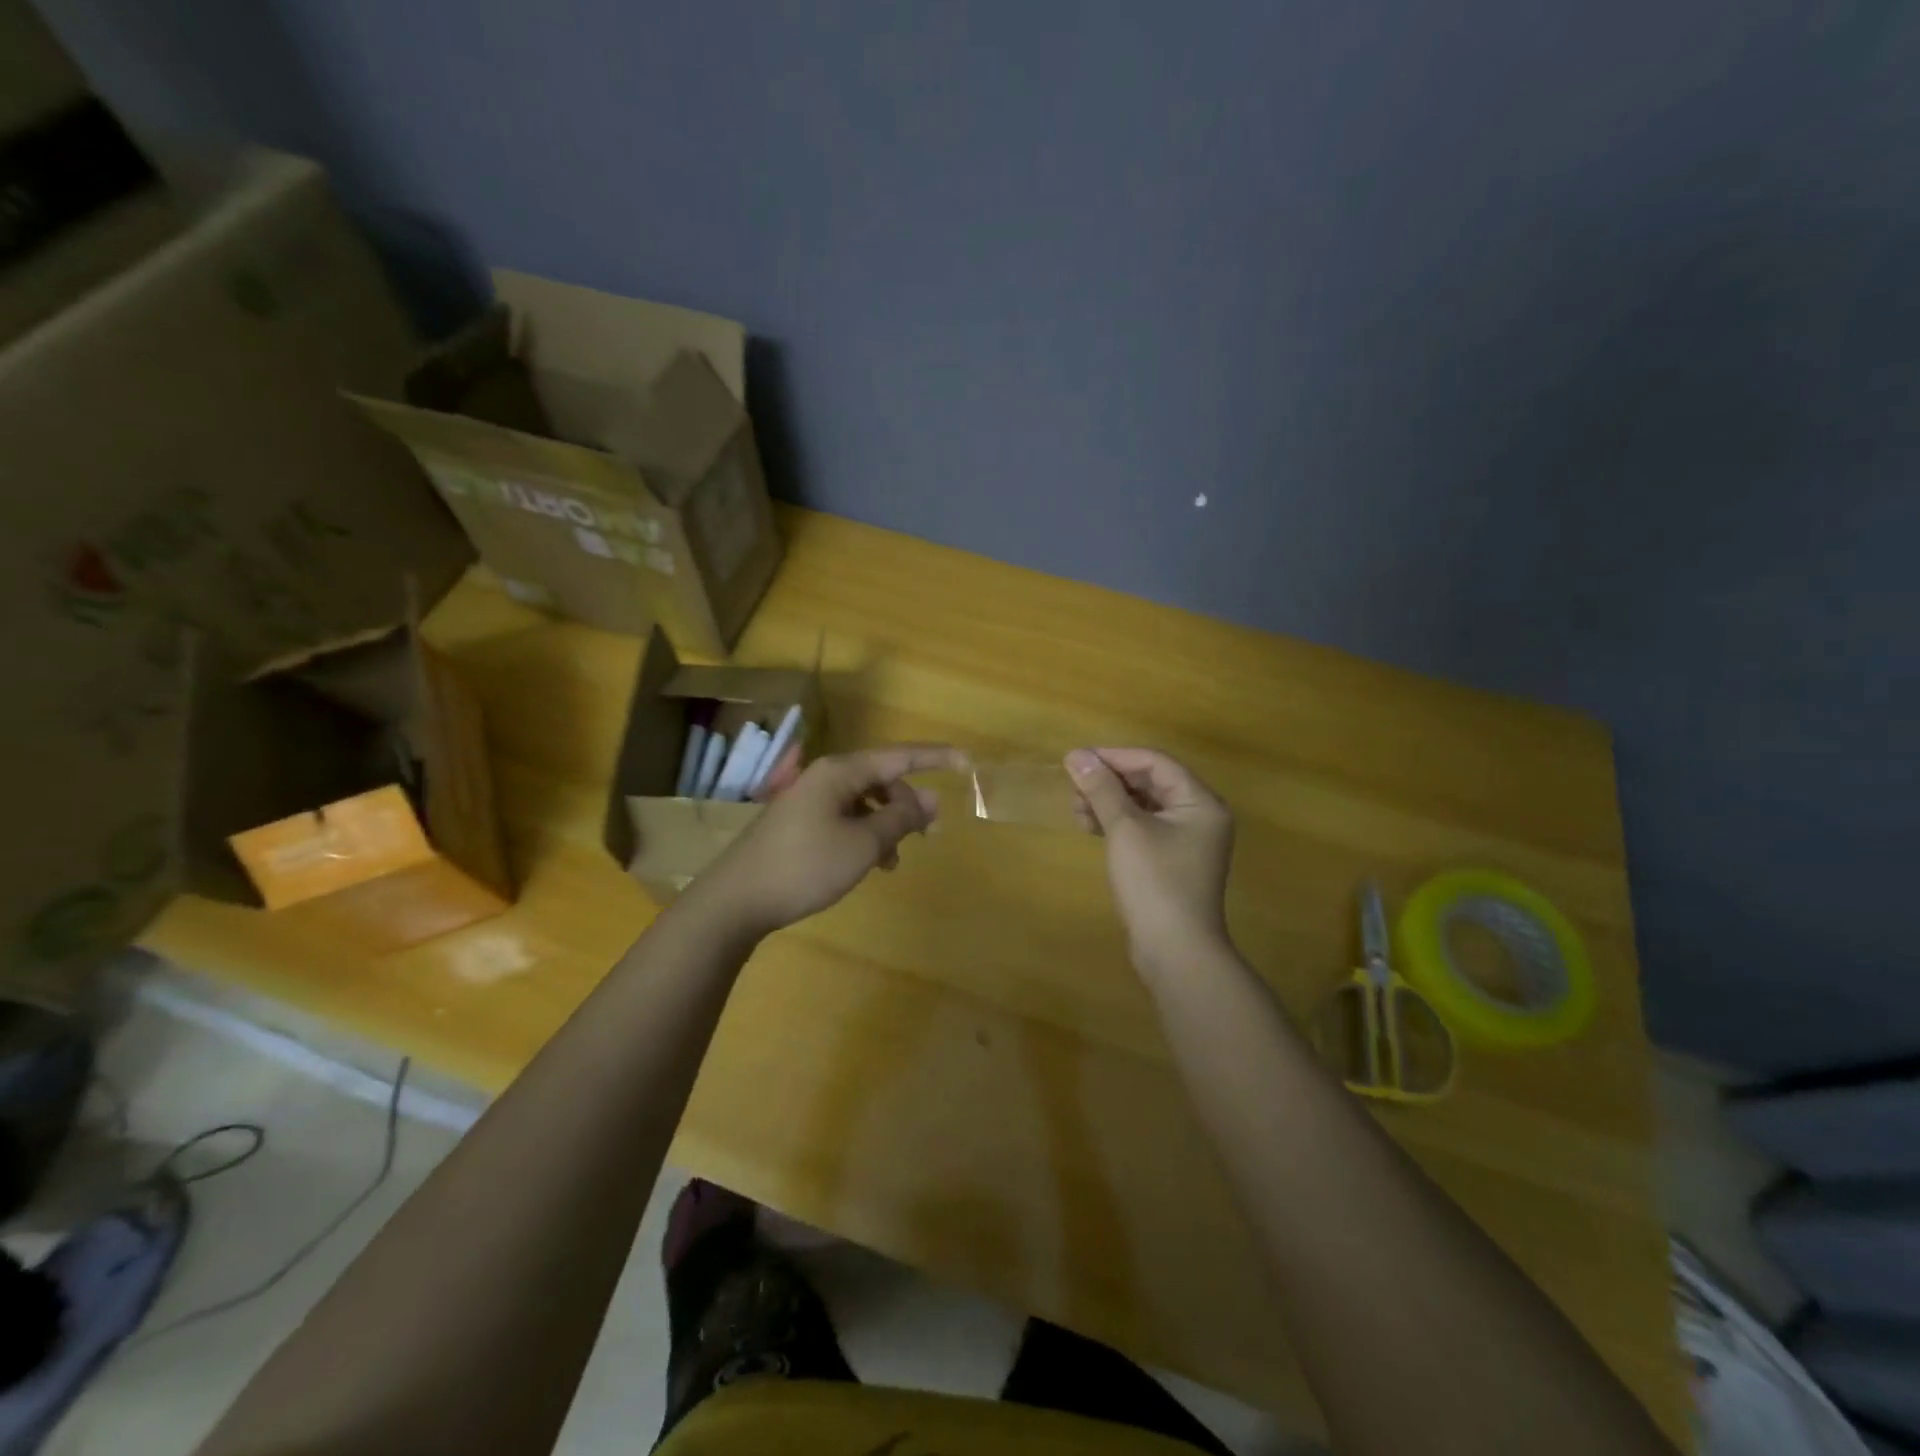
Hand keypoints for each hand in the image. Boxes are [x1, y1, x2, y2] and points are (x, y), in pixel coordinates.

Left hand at [697, 744, 966, 937]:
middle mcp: (825, 777)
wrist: (736, 900)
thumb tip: (930, 799)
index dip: (936, 758)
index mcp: (841, 772)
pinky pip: (845, 818)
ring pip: (864, 801)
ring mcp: (808, 800)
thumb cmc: (805, 866)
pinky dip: (865, 835)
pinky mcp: (799, 823)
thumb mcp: (863, 844)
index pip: (900, 755)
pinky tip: (869, 864)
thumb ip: (901, 818)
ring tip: (895, 860)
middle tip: (932, 834)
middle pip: (882, 779)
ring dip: (887, 824)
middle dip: (909, 803)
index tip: (967, 763)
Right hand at [1066, 747, 1235, 977]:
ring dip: (1109, 803)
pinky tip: (1090, 827)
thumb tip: (1077, 755)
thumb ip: (1101, 789)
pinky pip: (1143, 829)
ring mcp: (1187, 841)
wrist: (1175, 951)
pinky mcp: (1171, 862)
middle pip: (1150, 782)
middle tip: (1073, 787)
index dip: (1114, 757)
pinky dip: (1117, 824)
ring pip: (1144, 807)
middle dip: (1109, 782)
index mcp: (1200, 802)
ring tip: (1076, 810)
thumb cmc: (1154, 882)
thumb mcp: (1125, 829)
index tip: (1077, 761)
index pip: (1155, 762)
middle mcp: (1199, 816)